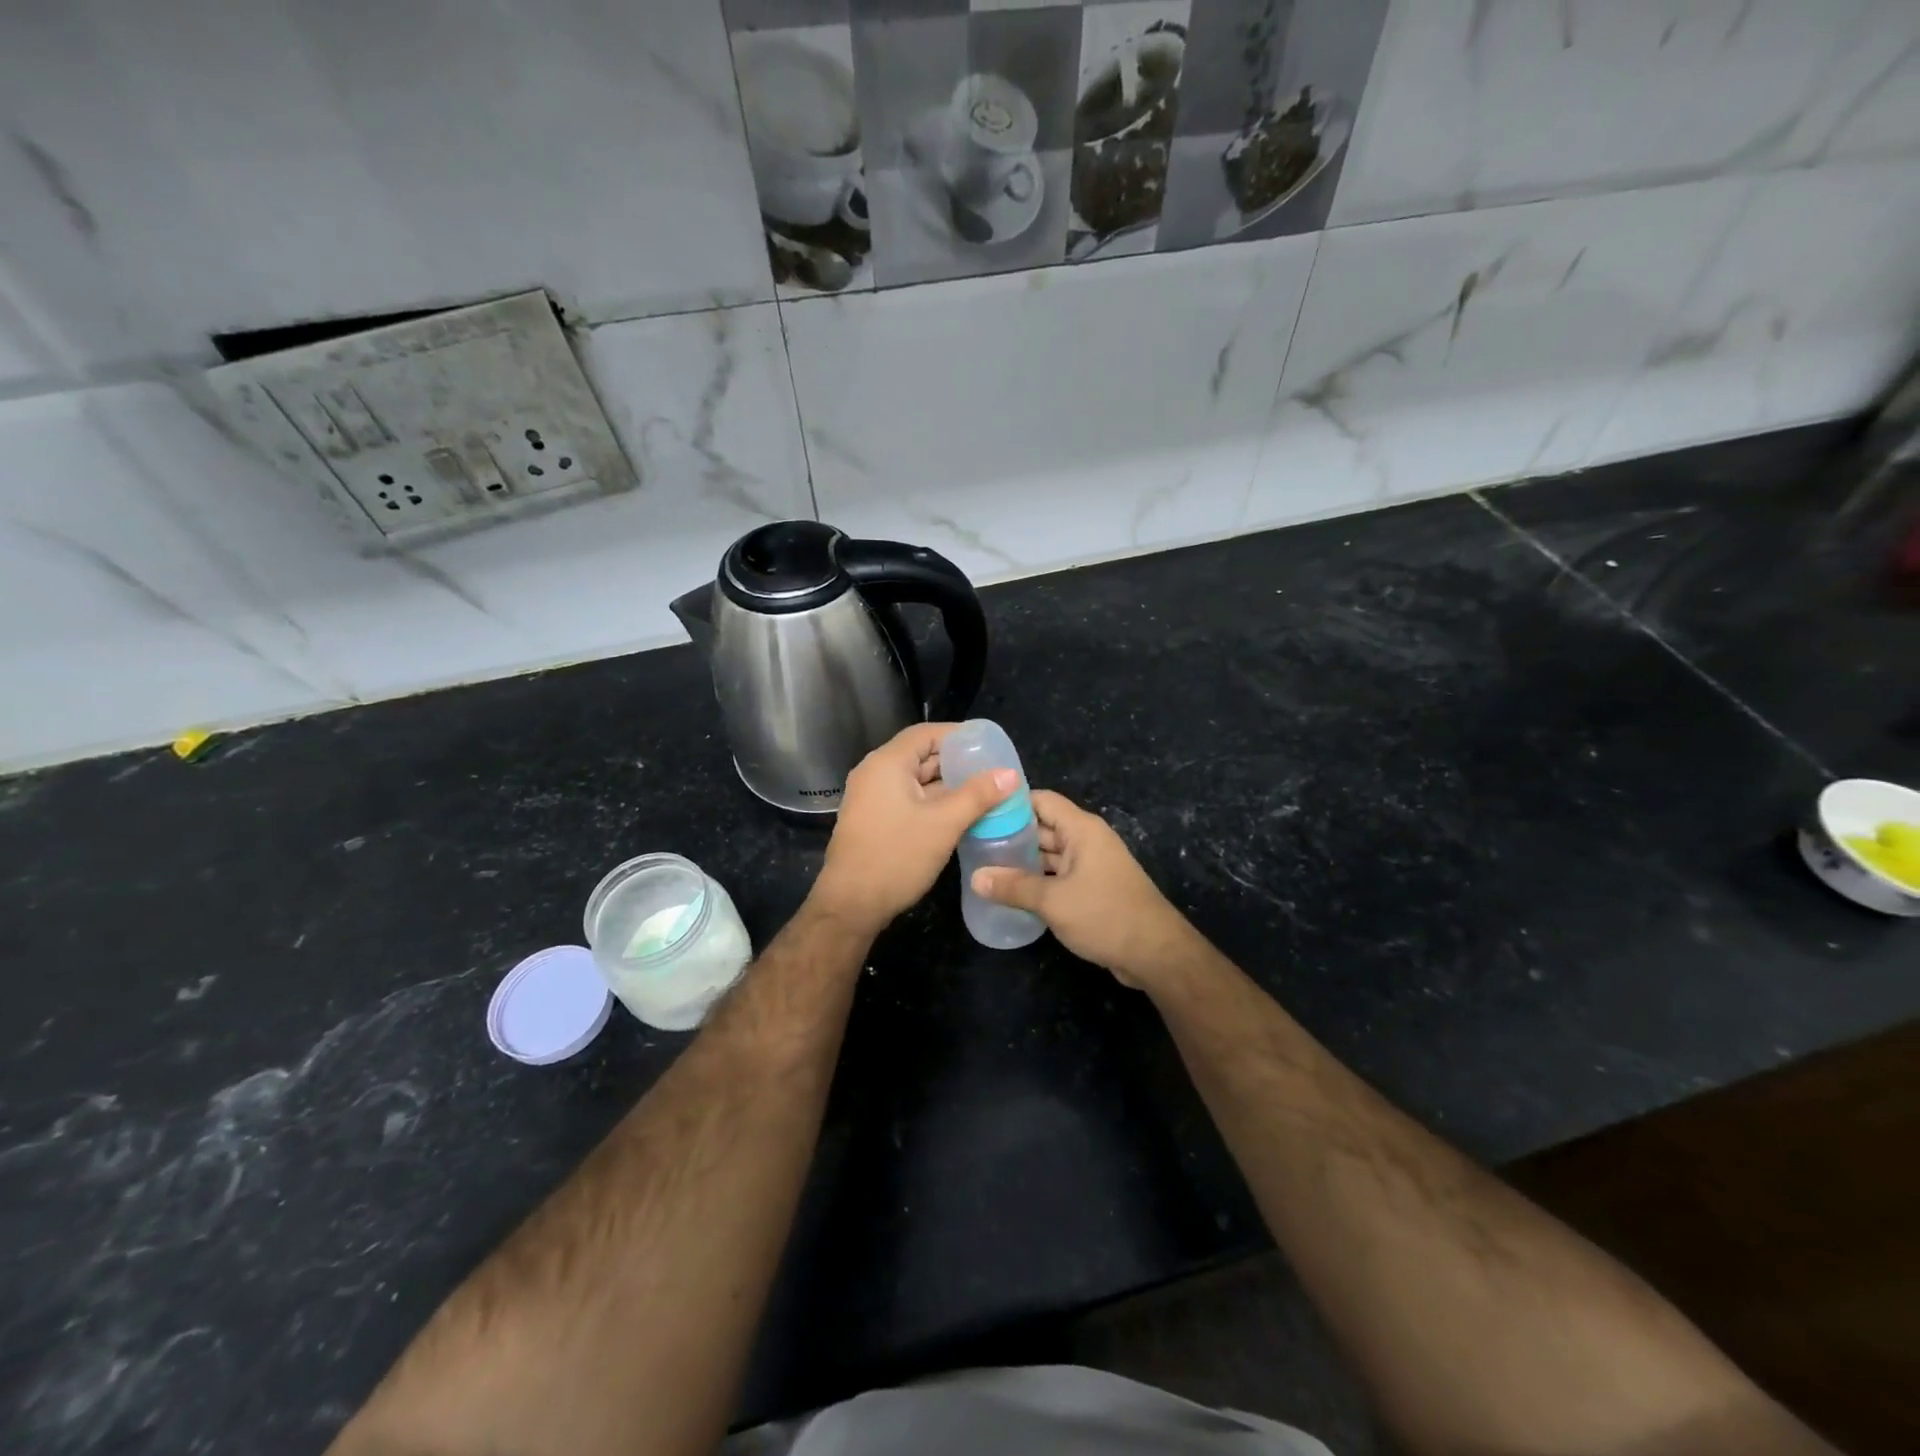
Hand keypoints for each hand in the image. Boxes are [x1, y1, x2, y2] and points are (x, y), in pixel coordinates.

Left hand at [811, 723, 1016, 933]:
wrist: (851, 905)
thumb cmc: (896, 857)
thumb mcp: (944, 824)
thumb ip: (978, 795)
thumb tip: (1010, 773)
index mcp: (887, 763)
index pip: (926, 733)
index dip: (959, 735)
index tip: (989, 745)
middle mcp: (875, 773)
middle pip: (921, 755)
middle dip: (957, 763)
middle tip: (993, 772)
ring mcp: (871, 798)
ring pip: (915, 781)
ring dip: (947, 785)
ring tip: (984, 793)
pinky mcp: (873, 819)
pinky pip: (907, 799)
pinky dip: (932, 802)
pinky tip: (959, 815)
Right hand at [969, 790, 1203, 988]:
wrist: (1155, 953)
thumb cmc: (1105, 915)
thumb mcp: (1053, 901)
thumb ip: (1013, 887)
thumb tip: (975, 878)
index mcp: (1081, 829)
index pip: (1041, 800)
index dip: (1011, 803)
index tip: (979, 812)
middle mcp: (1087, 840)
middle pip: (1043, 826)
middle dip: (1011, 834)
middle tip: (973, 843)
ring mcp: (1091, 865)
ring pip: (1050, 853)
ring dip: (1023, 860)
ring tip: (985, 867)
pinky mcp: (1093, 888)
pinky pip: (1059, 875)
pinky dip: (1038, 879)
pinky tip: (1012, 891)